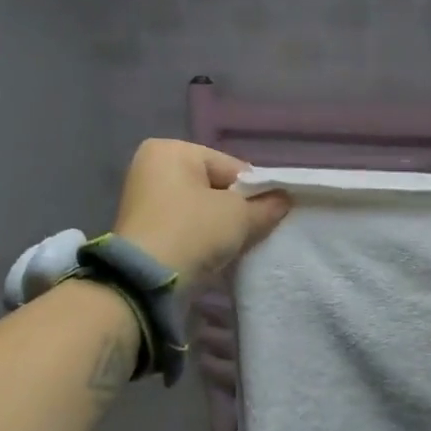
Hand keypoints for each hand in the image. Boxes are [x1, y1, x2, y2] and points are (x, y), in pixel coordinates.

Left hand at [111, 139, 289, 280]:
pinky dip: (206, 238)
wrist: (148, 280)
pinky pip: (188, 227)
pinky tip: (220, 254)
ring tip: (239, 245)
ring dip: (224, 226)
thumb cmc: (194, 231)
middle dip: (239, 210)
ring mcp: (146, 200)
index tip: (272, 213)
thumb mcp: (240, 215)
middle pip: (216, 187)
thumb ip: (267, 205)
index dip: (257, 191)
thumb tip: (284, 200)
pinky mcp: (146, 230)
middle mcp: (153, 168)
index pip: (231, 167)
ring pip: (203, 210)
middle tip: (257, 231)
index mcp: (172, 150)